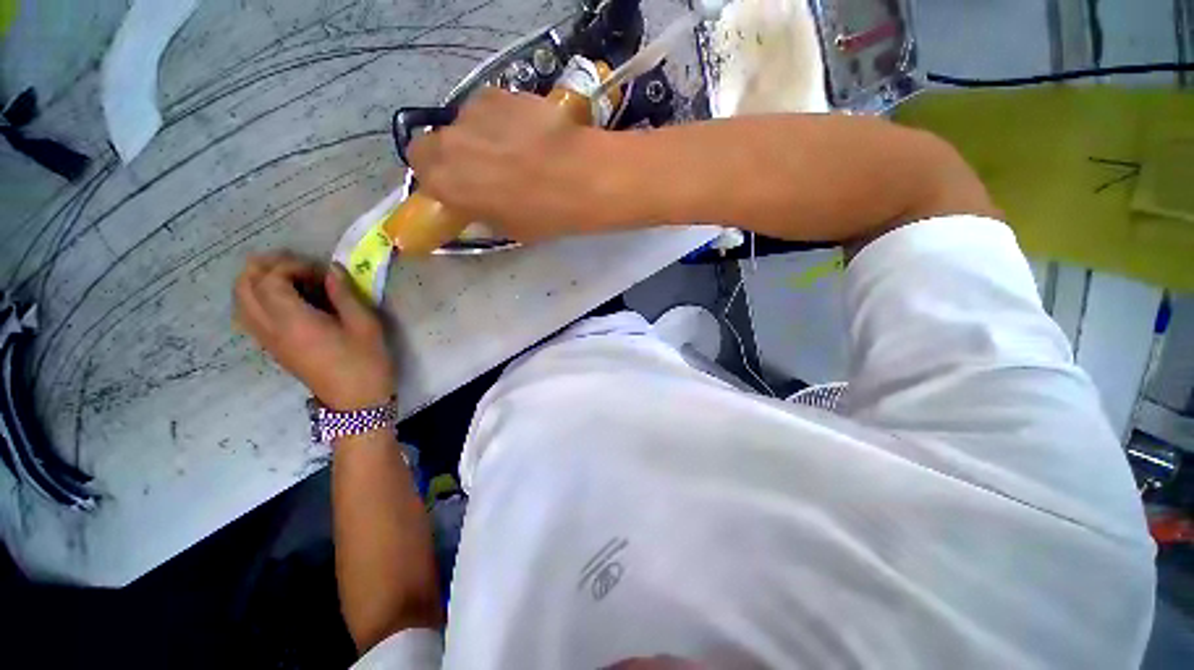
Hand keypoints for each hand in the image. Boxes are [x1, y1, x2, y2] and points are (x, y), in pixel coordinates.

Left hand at [234, 254, 394, 409]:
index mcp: (294, 321)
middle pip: (244, 287)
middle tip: (294, 264)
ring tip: (287, 278)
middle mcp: (271, 328)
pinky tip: (284, 300)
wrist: (355, 400)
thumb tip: (331, 269)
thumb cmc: (365, 361)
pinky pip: (248, 316)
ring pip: (240, 302)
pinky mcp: (271, 347)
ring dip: (256, 282)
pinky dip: (256, 299)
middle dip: (263, 267)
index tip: (319, 272)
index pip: (270, 280)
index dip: (290, 266)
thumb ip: (344, 294)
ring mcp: (267, 340)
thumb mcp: (365, 324)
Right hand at [407, 87, 620, 241]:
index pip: (421, 174)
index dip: (439, 180)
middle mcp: (448, 143)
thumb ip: (483, 214)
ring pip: (462, 124)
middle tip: (479, 168)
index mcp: (446, 184)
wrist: (579, 175)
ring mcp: (472, 113)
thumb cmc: (544, 214)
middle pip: (430, 143)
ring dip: (477, 136)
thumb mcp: (509, 228)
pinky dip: (500, 119)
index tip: (458, 187)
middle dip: (448, 155)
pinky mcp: (498, 93)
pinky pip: (488, 108)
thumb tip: (479, 206)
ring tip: (514, 148)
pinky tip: (526, 132)